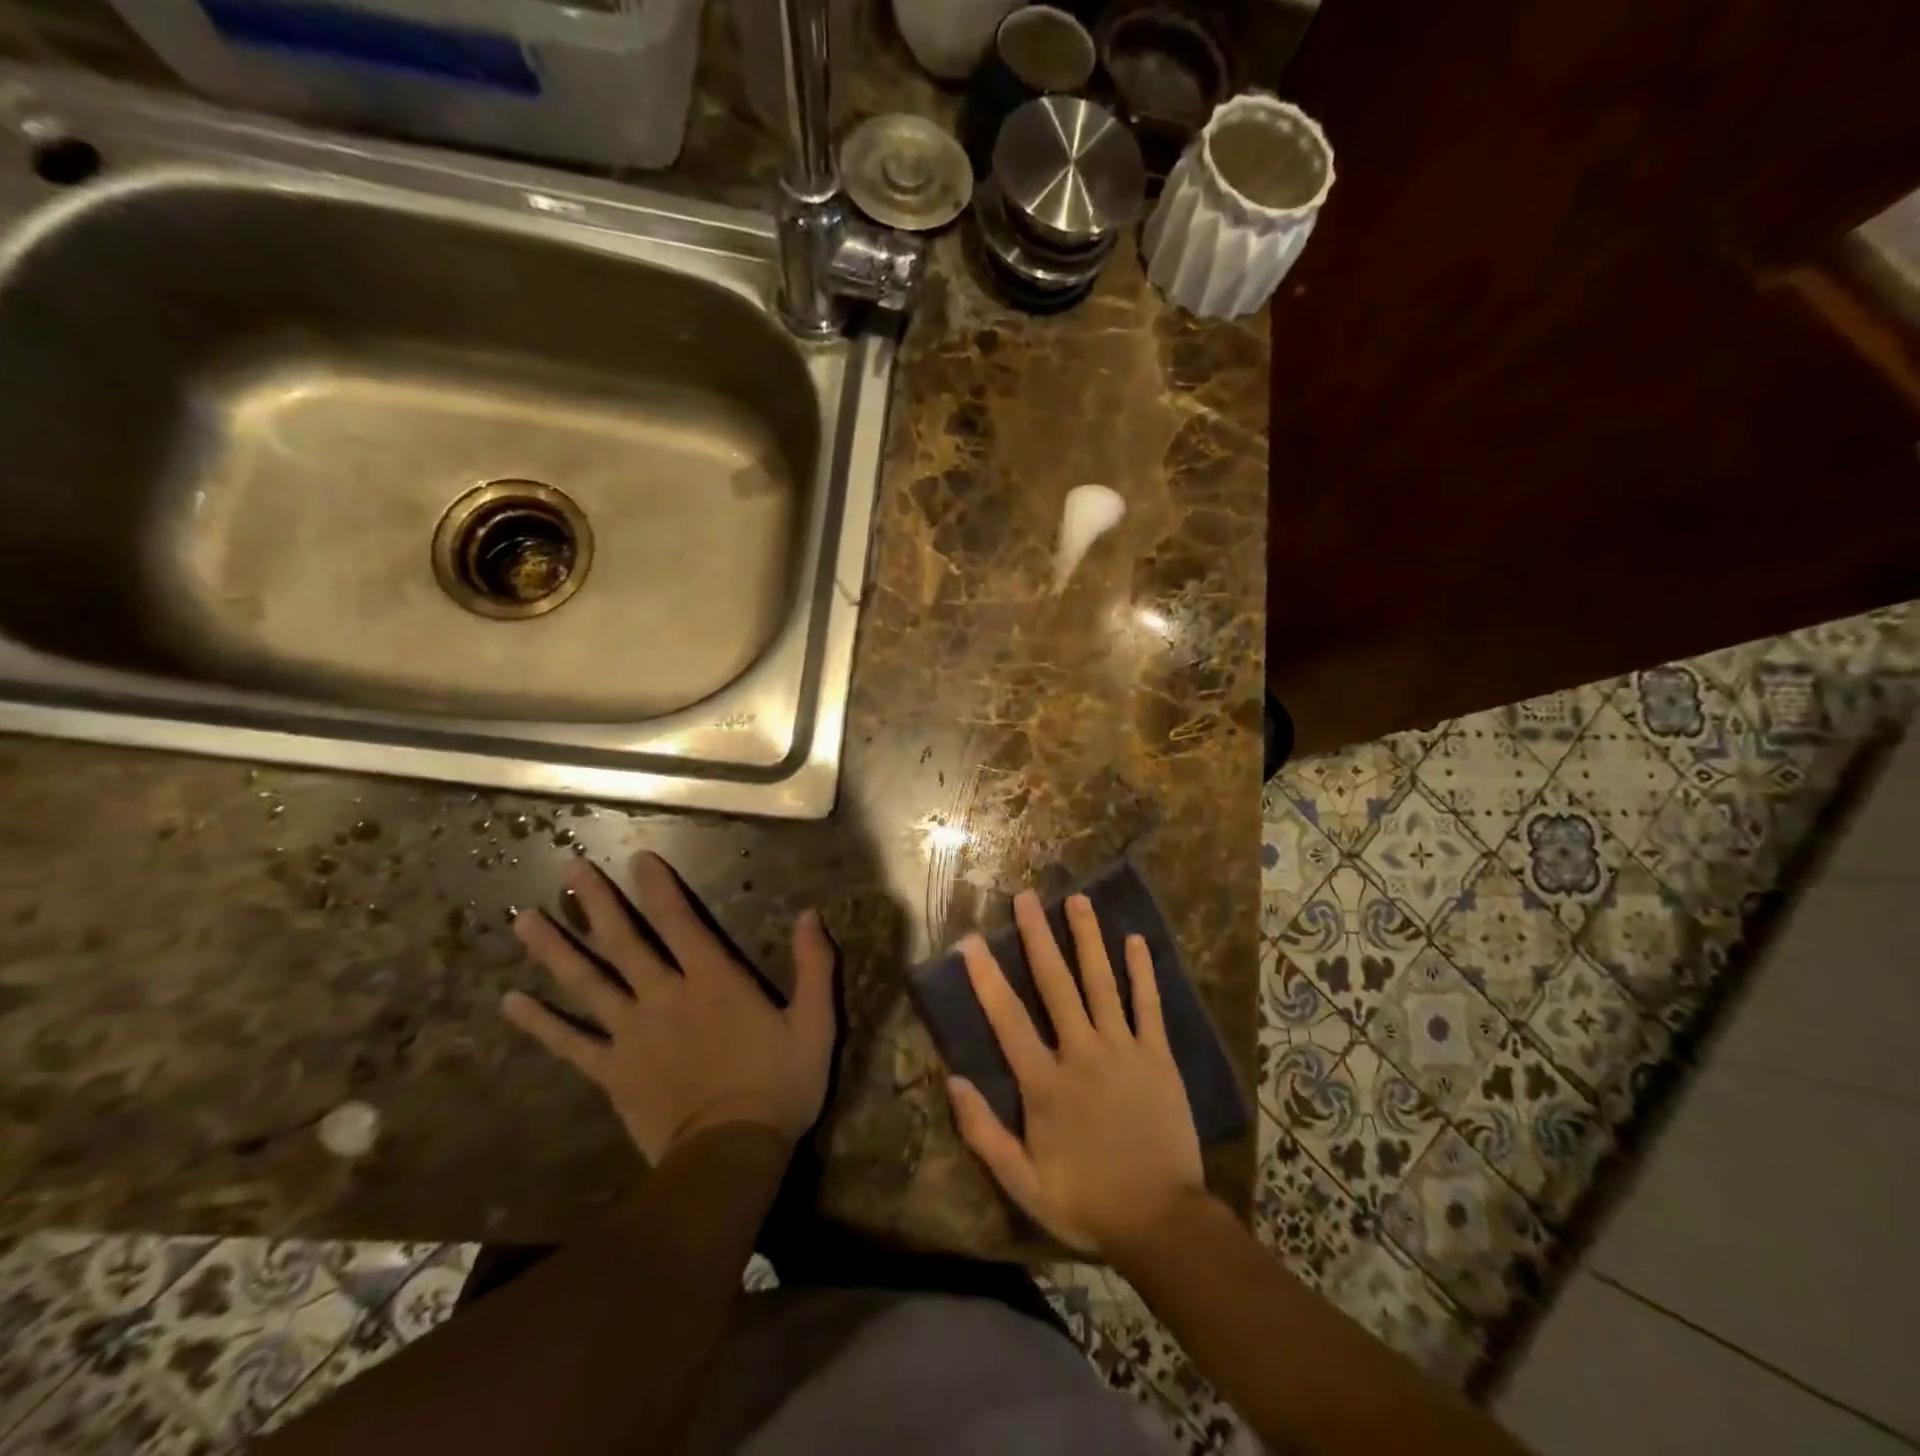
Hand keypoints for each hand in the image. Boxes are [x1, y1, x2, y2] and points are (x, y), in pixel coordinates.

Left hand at [503, 852, 836, 1163]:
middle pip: (624, 942)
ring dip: (555, 950)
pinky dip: (540, 1023)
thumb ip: (814, 966)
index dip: (660, 887)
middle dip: (597, 903)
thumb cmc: (778, 1086)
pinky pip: (570, 1043)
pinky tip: (510, 1002)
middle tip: (570, 868)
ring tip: (524, 920)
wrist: (729, 1156)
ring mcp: (632, 1034)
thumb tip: (811, 914)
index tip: (640, 857)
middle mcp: (664, 996)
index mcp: (713, 981)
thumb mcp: (815, 1023)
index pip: (680, 921)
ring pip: (587, 983)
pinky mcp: (612, 1072)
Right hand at [948, 891, 1205, 1257]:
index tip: (970, 941)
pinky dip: (1142, 972)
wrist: (1162, 1222)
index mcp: (1045, 1083)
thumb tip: (952, 1080)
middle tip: (1026, 897)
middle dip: (1038, 937)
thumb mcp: (1024, 1183)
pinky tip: (1135, 940)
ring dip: (1088, 939)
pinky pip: (1148, 1006)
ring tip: (1077, 900)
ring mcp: (1123, 1050)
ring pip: (1101, 983)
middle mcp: (1082, 1054)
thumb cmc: (1088, 1203)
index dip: (986, 977)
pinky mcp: (1158, 1057)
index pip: (1008, 1019)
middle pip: (1056, 985)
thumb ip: (984, 1133)